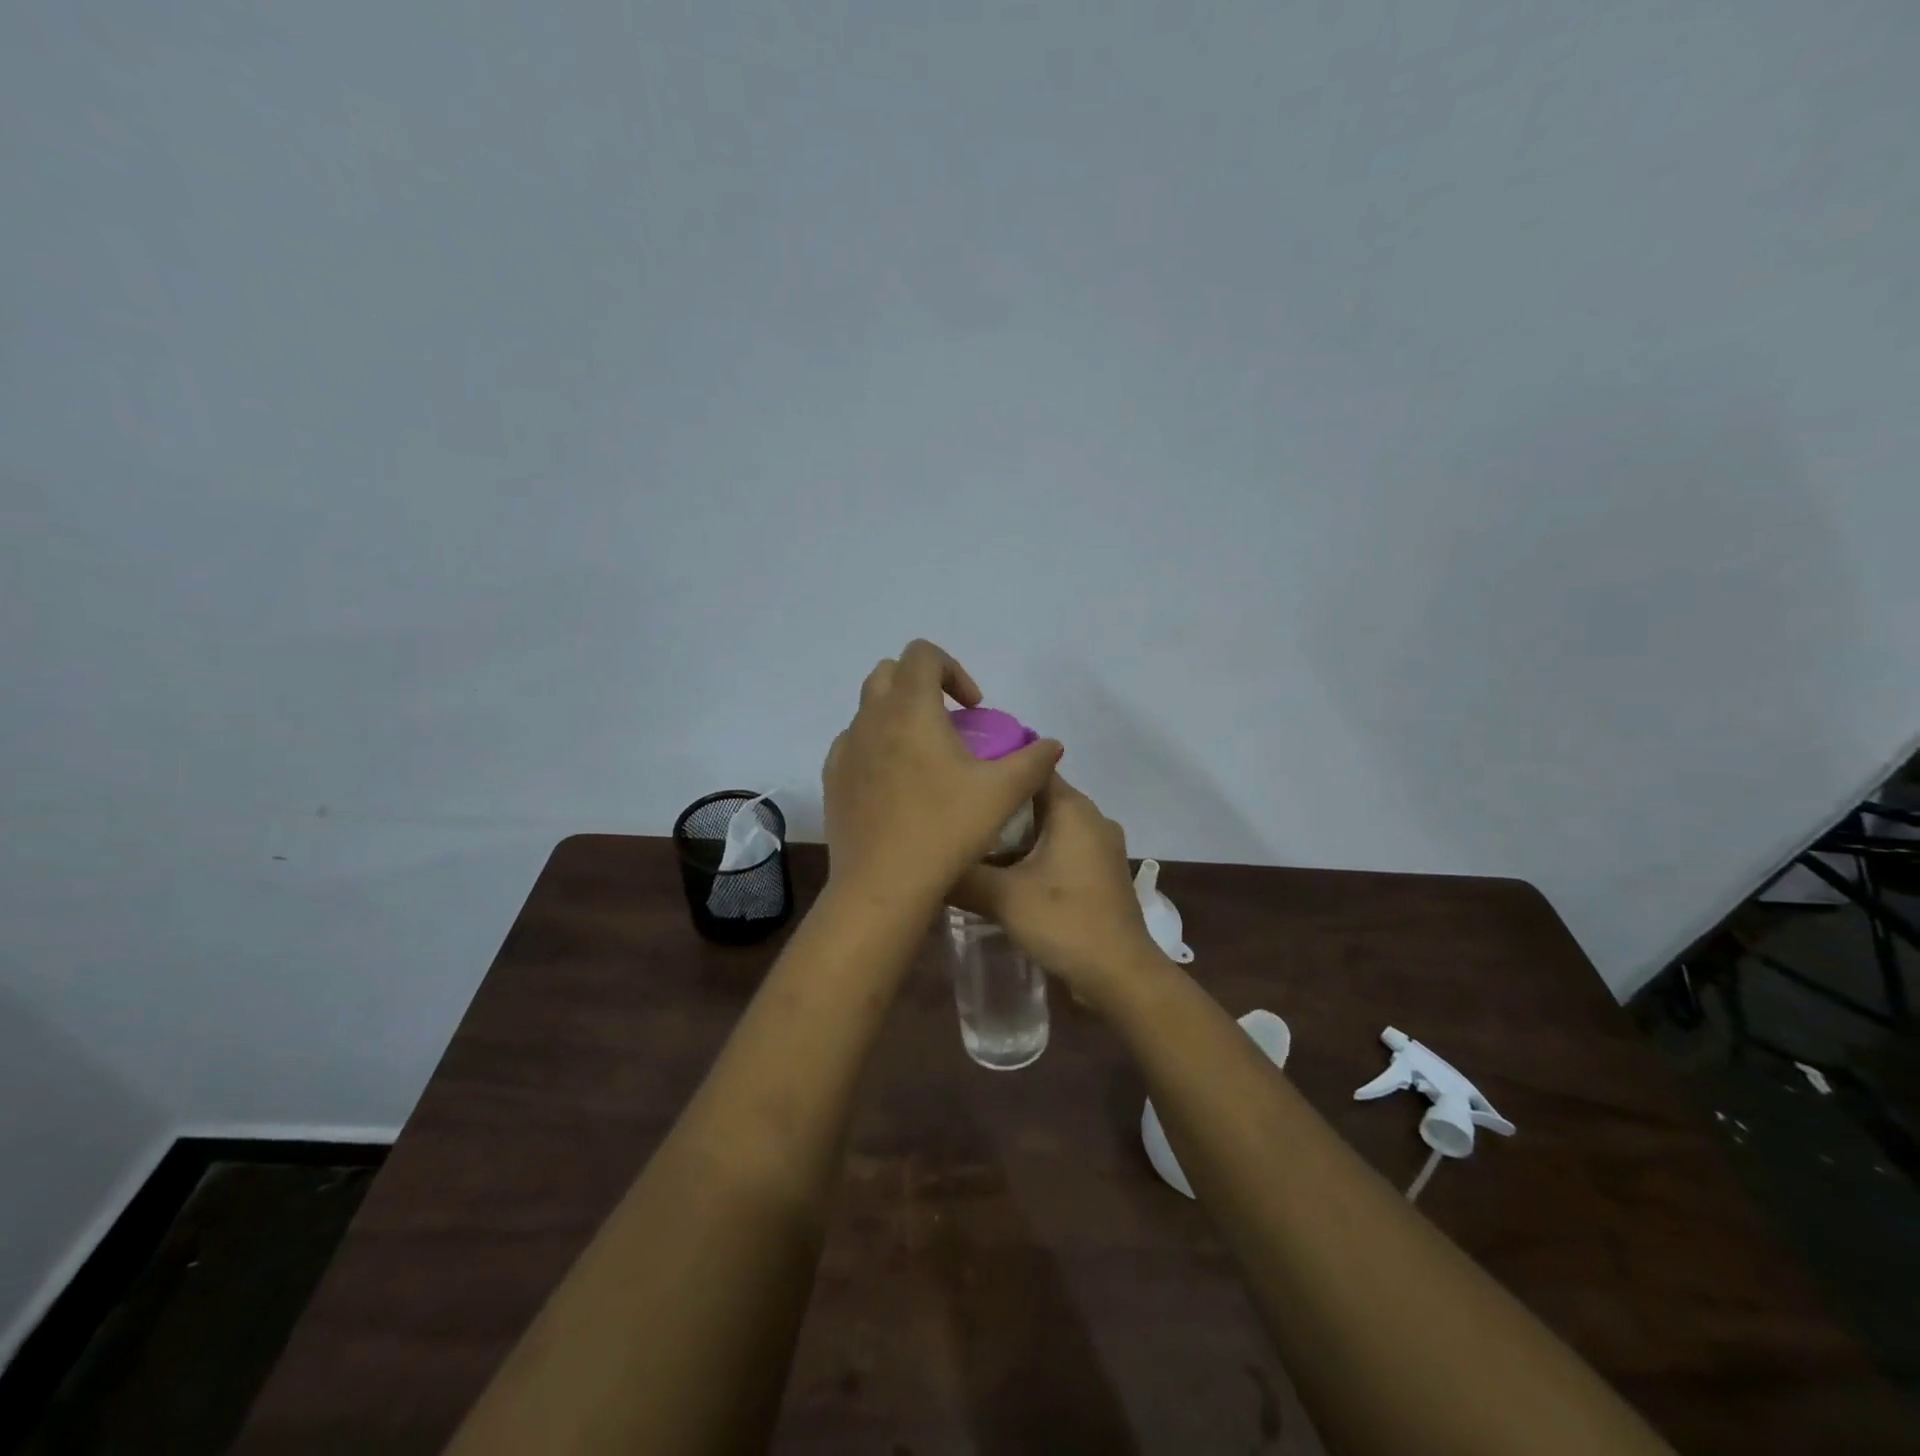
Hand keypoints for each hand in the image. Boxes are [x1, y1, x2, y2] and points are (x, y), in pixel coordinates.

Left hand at [823, 640, 1062, 911]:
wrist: (882, 886)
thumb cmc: (945, 830)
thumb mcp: (1002, 794)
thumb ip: (1033, 761)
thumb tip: (1052, 745)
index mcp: (910, 709)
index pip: (923, 654)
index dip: (954, 670)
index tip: (975, 708)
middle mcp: (871, 718)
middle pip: (890, 672)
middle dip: (922, 684)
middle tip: (950, 721)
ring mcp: (846, 748)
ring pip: (869, 708)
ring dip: (898, 714)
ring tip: (925, 754)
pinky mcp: (833, 778)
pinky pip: (854, 742)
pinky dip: (877, 745)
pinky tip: (897, 783)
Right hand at [950, 775, 1165, 1007]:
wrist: (1120, 975)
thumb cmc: (1064, 921)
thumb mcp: (1002, 897)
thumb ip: (963, 876)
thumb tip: (927, 863)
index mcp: (1074, 809)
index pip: (1031, 769)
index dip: (995, 769)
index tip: (962, 778)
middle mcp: (1091, 819)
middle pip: (1037, 799)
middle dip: (999, 808)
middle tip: (957, 816)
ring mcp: (1099, 847)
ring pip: (1048, 828)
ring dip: (1014, 837)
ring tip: (972, 845)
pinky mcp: (1100, 874)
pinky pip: (1060, 850)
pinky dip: (1033, 856)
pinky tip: (1003, 875)